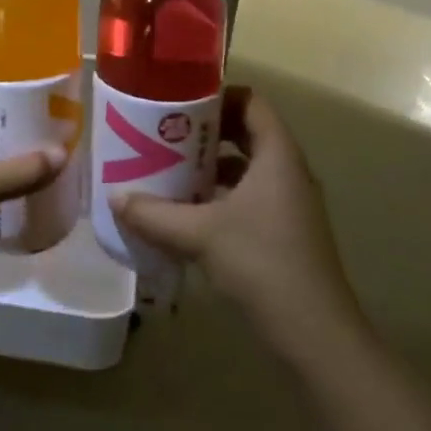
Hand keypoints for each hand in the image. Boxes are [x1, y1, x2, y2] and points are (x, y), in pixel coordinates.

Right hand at [111, 87, 363, 364]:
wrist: (315, 335)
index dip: (217, 94)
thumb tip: (115, 198)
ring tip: (167, 169)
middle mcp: (287, 172)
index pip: (251, 101)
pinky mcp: (284, 233)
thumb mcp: (199, 234)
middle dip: (205, 132)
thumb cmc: (262, 264)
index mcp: (277, 156)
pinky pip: (248, 197)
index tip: (179, 101)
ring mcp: (289, 205)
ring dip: (209, 167)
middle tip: (164, 133)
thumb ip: (154, 214)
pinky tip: (186, 213)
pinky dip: (219, 197)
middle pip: (246, 133)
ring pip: (246, 168)